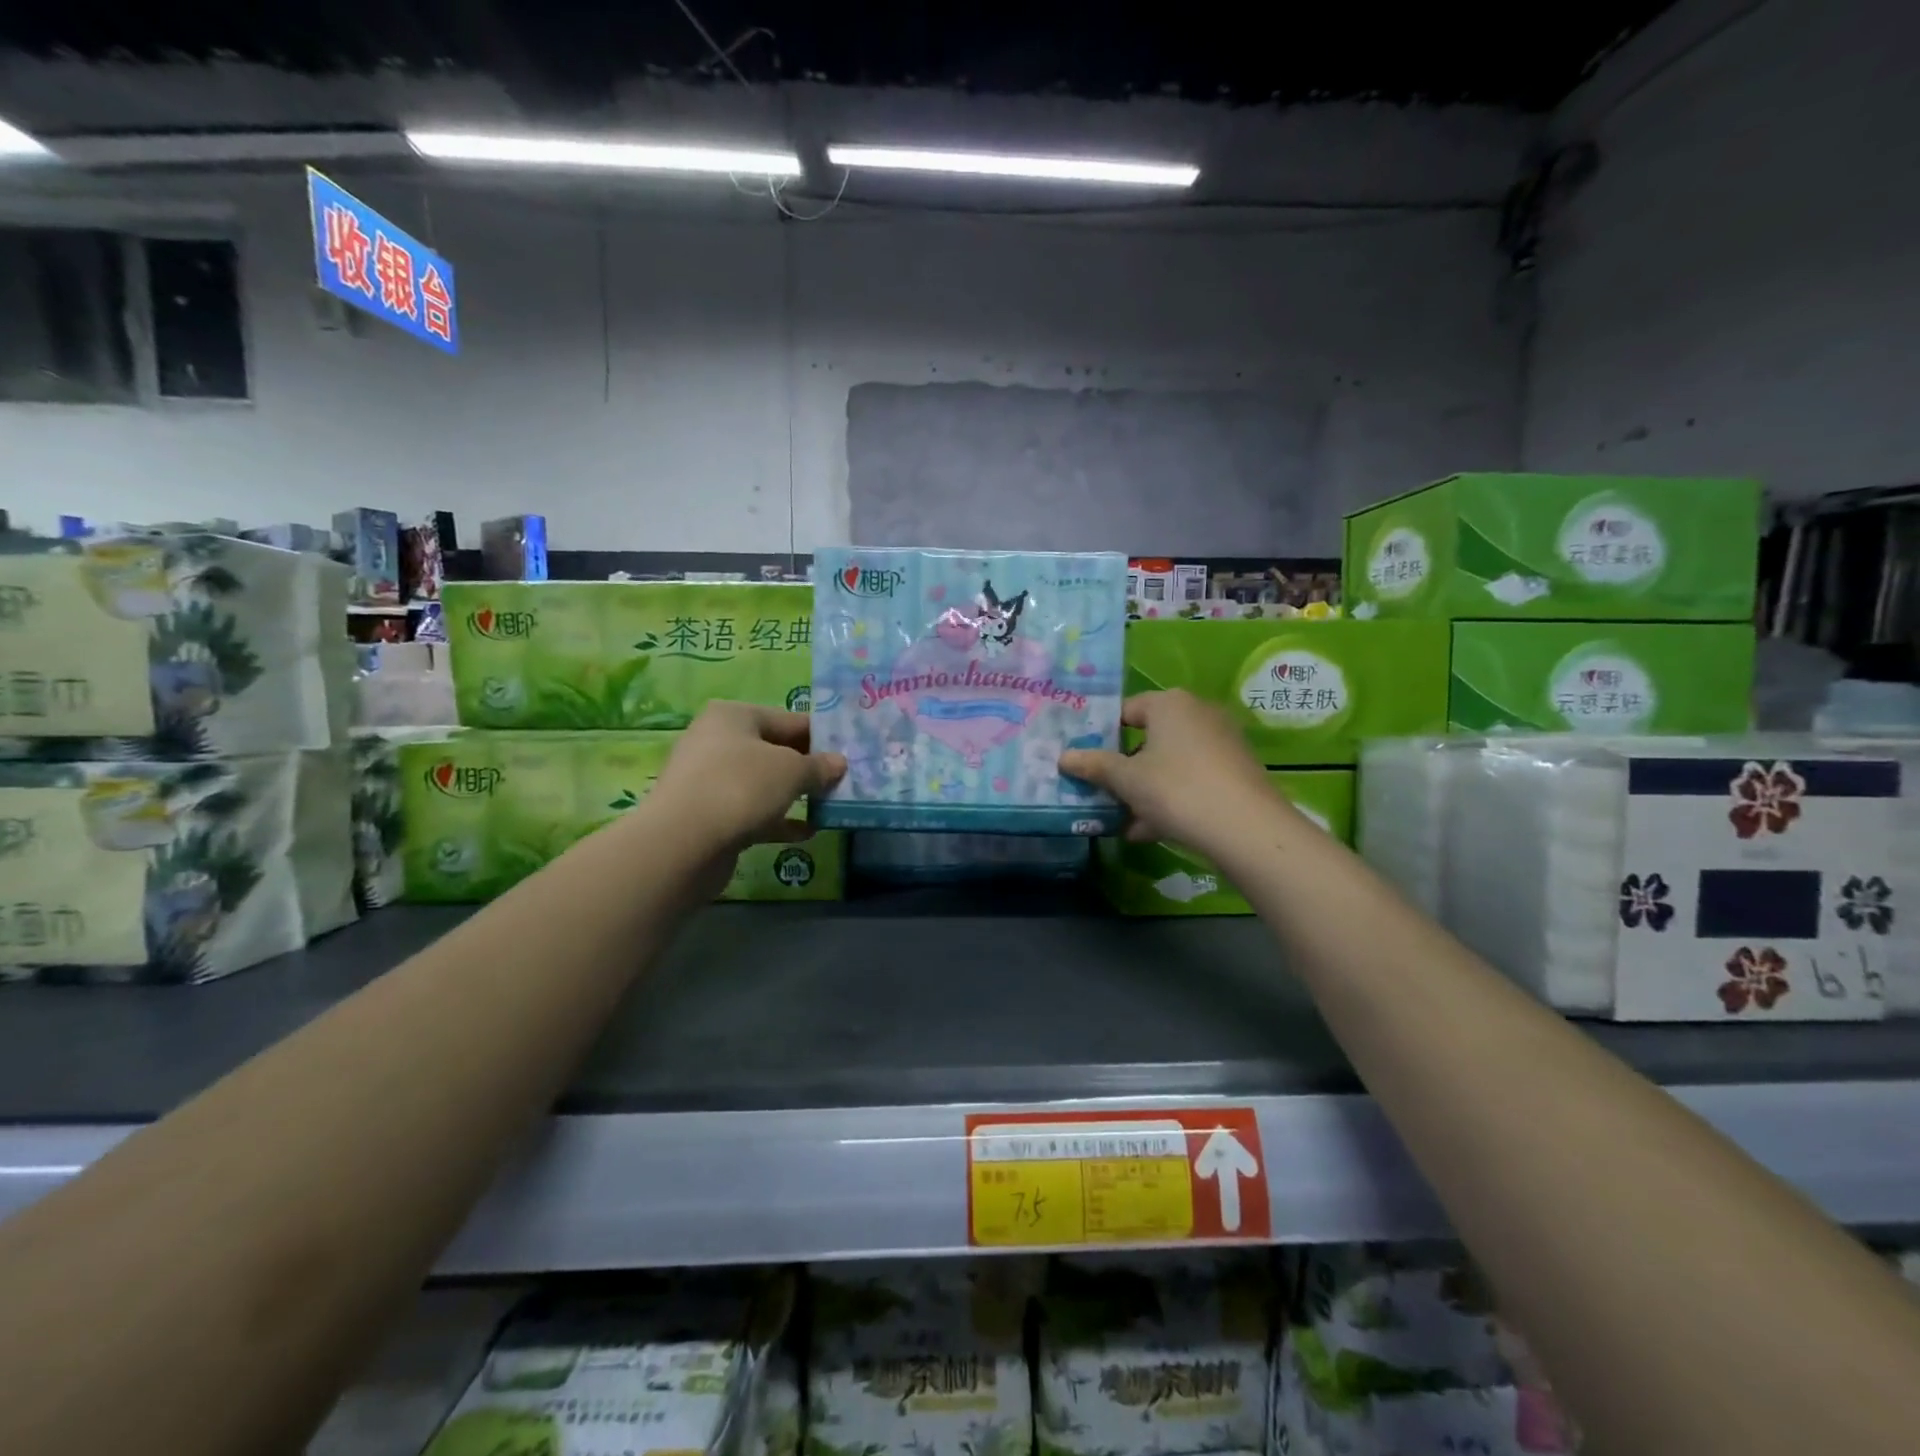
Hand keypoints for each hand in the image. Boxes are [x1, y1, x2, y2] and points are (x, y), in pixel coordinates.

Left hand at [644, 702, 846, 856]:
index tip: (850, 753)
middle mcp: (717, 742)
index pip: (789, 719)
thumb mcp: (792, 770)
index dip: (821, 736)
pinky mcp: (708, 816)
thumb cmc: (741, 787)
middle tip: (843, 781)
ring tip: (829, 806)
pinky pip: (752, 812)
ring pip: (763, 783)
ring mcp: (709, 780)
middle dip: (808, 767)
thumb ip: (819, 766)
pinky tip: (806, 832)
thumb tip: (838, 763)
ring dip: (795, 795)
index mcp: (734, 716)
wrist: (683, 844)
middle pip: (775, 750)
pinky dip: (778, 820)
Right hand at [1059, 690, 1291, 854]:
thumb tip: (1063, 757)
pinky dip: (1171, 799)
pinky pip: (1192, 779)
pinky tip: (1150, 830)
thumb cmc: (1176, 790)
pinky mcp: (1236, 771)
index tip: (1087, 762)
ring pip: (1170, 763)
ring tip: (1123, 819)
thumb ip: (1094, 766)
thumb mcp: (1126, 780)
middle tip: (1103, 791)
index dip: (1102, 736)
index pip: (1125, 710)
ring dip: (1145, 789)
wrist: (1247, 829)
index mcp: (1170, 703)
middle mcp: (1198, 713)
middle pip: (1149, 738)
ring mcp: (1222, 742)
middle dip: (1125, 768)